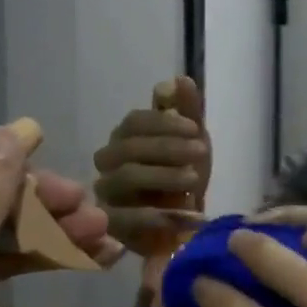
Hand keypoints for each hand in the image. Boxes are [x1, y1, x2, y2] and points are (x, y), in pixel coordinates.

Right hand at [93, 76, 210, 252]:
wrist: (185, 226)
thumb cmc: (184, 178)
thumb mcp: (193, 142)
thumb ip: (187, 111)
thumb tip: (178, 80)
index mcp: (126, 137)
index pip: (135, 121)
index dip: (165, 122)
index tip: (195, 128)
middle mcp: (109, 162)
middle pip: (128, 146)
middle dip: (167, 146)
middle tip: (200, 151)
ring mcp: (106, 193)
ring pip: (125, 177)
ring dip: (163, 175)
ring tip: (194, 179)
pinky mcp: (109, 225)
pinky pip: (119, 218)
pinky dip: (149, 214)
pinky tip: (177, 213)